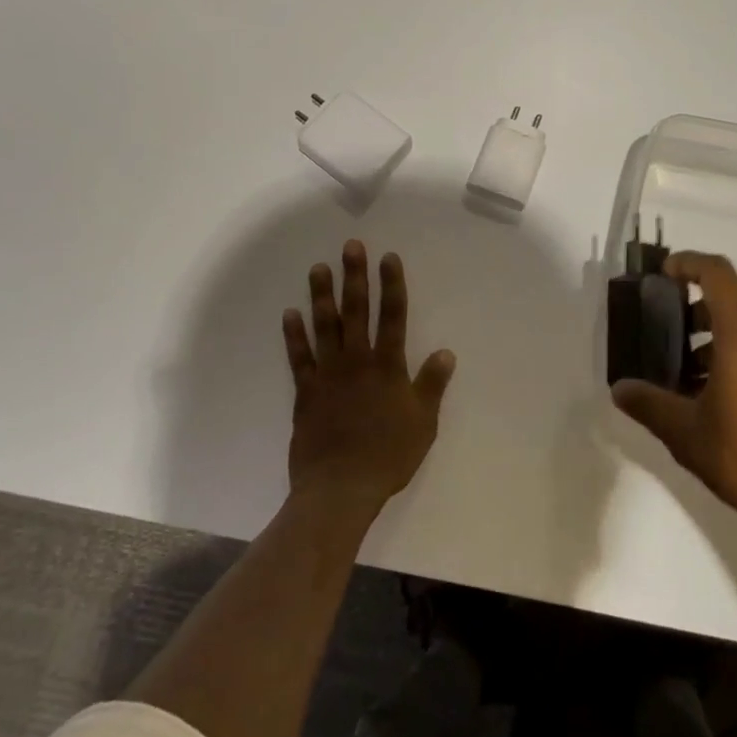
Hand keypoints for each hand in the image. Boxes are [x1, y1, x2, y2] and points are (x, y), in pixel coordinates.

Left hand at [282, 241, 455, 516]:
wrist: (340, 488)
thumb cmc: (388, 455)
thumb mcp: (423, 422)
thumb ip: (432, 385)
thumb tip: (446, 352)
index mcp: (388, 366)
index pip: (393, 316)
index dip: (392, 285)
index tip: (388, 257)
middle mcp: (357, 361)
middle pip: (357, 311)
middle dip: (355, 277)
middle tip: (350, 247)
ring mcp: (328, 374)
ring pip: (325, 326)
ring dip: (322, 296)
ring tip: (318, 269)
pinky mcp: (306, 392)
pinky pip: (299, 357)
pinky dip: (294, 335)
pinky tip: (290, 314)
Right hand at [611, 252, 736, 553]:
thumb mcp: (686, 433)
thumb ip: (649, 404)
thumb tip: (620, 388)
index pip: (717, 272)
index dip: (687, 263)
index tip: (663, 275)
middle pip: (730, 301)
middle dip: (694, 314)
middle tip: (665, 341)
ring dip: (716, 340)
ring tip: (688, 379)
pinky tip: (721, 400)